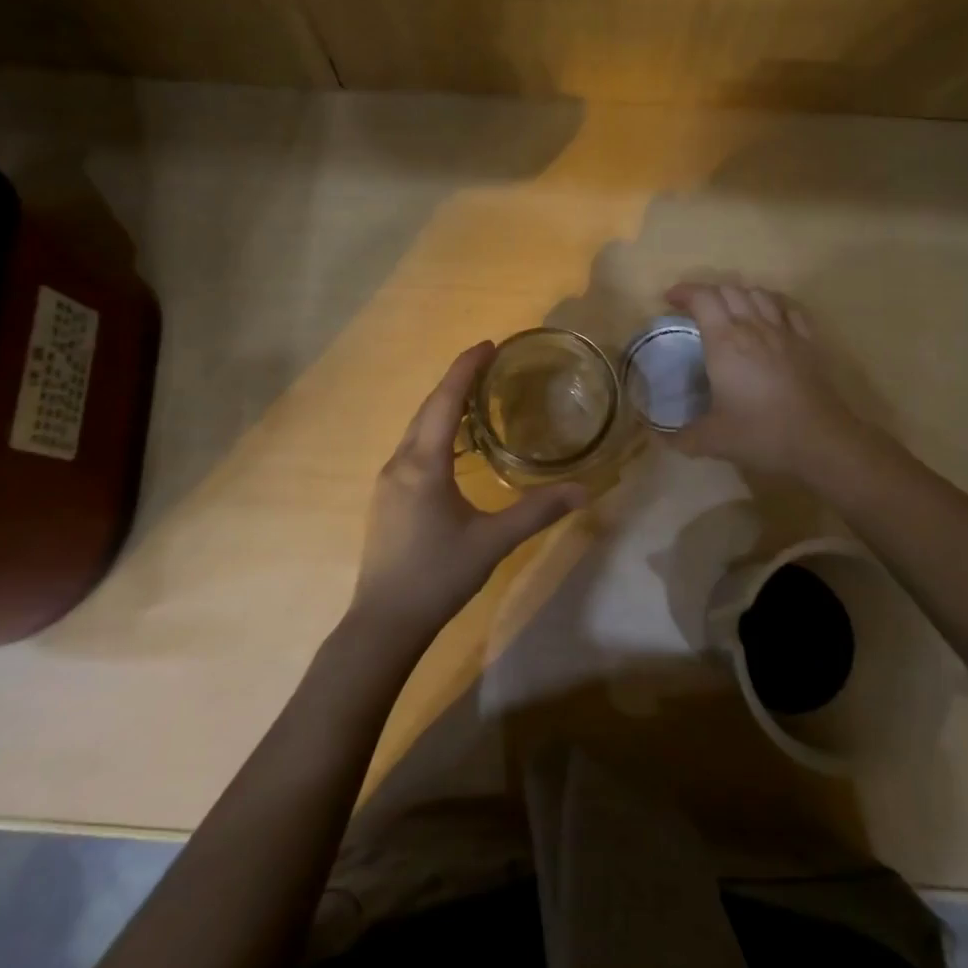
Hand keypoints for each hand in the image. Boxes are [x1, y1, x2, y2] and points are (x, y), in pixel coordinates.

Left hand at [351, 342, 585, 645]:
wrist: (384, 622)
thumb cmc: (438, 576)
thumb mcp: (493, 542)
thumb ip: (537, 512)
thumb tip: (583, 490)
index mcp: (424, 464)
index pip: (445, 401)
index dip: (465, 369)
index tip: (488, 345)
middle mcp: (401, 462)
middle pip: (428, 408)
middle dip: (456, 381)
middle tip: (488, 363)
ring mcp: (388, 480)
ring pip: (418, 428)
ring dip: (444, 406)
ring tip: (477, 397)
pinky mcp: (387, 497)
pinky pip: (413, 448)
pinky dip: (436, 431)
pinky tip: (455, 445)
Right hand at [664, 282, 873, 478]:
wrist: (820, 441)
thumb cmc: (761, 433)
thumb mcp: (712, 441)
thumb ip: (681, 437)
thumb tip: (659, 438)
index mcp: (725, 342)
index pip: (702, 298)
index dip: (684, 292)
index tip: (670, 300)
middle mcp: (753, 327)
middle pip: (729, 290)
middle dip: (707, 293)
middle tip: (695, 310)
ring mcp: (784, 332)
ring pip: (759, 293)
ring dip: (738, 295)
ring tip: (729, 311)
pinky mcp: (808, 342)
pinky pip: (788, 308)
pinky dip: (771, 304)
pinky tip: (768, 317)